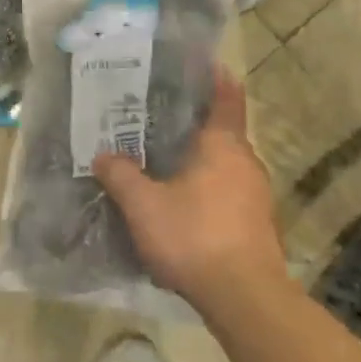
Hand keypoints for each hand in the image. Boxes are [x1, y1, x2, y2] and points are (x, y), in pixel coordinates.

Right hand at [93, 69, 287, 311]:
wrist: (245, 297)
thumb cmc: (194, 236)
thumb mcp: (143, 206)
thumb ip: (121, 176)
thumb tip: (103, 155)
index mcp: (223, 145)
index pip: (227, 97)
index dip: (216, 78)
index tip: (203, 64)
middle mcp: (246, 162)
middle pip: (224, 132)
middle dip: (196, 125)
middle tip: (160, 119)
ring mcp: (257, 195)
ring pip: (226, 165)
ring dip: (202, 161)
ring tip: (167, 162)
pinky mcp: (257, 224)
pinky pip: (229, 192)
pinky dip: (209, 188)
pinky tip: (185, 204)